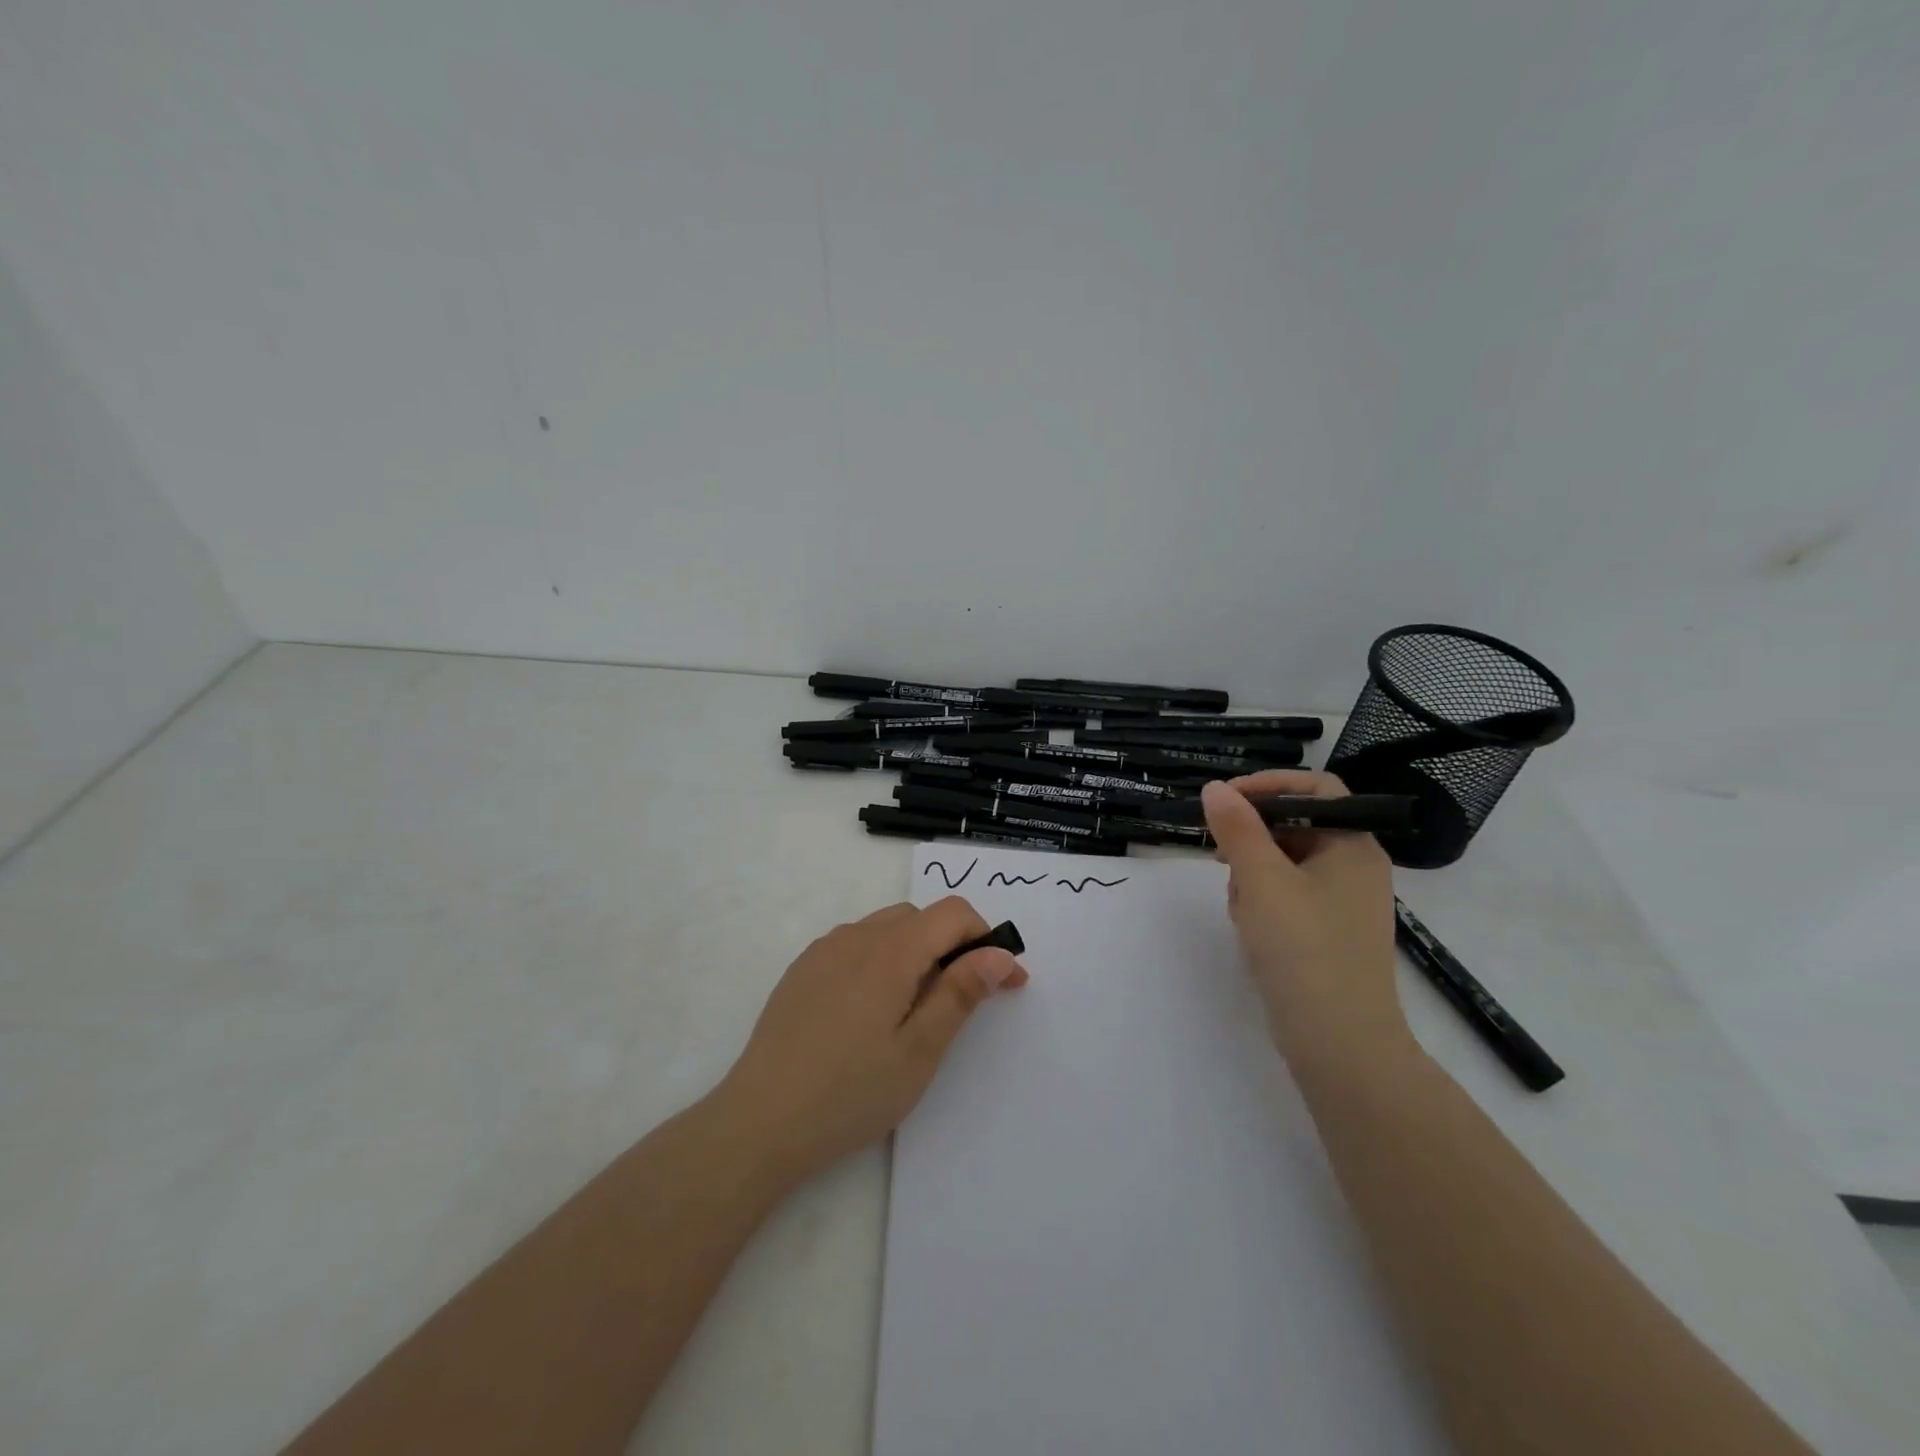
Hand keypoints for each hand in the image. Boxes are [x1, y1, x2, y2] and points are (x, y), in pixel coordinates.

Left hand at [714, 897, 1027, 1184]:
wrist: (759, 1122)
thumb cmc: (850, 1092)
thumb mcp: (919, 1051)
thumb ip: (961, 994)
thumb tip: (999, 955)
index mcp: (890, 951)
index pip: (953, 913)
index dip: (987, 940)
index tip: (1005, 983)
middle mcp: (856, 936)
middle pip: (920, 917)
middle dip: (953, 946)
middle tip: (962, 1001)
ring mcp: (824, 950)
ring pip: (886, 928)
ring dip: (916, 951)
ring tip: (916, 1008)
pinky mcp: (802, 969)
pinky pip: (855, 944)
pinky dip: (880, 959)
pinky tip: (871, 1010)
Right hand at [1200, 771, 1413, 1071]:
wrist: (1339, 1045)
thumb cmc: (1304, 950)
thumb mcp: (1261, 881)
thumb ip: (1237, 829)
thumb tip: (1215, 788)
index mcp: (1353, 846)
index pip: (1315, 788)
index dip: (1269, 785)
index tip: (1224, 801)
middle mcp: (1356, 868)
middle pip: (1296, 826)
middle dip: (1252, 839)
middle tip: (1221, 858)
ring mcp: (1344, 904)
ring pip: (1286, 863)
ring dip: (1253, 874)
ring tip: (1240, 907)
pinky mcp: (1328, 934)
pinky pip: (1289, 897)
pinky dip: (1264, 902)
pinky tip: (1250, 929)